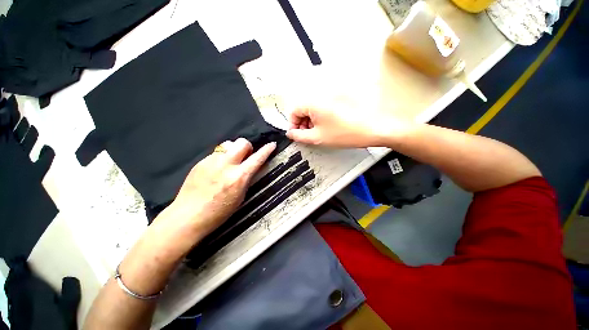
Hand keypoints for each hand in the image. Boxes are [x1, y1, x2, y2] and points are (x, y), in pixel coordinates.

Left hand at [152, 138, 275, 245]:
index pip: (257, 158)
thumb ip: (247, 178)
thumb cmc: (219, 212)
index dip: (267, 150)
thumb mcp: (240, 197)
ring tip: (230, 162)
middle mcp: (226, 165)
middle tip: (246, 156)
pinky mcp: (200, 162)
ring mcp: (211, 161)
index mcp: (239, 177)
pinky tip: (217, 169)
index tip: (272, 145)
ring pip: (228, 144)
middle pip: (242, 142)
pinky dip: (222, 157)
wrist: (188, 217)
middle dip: (247, 147)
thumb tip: (252, 167)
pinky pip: (216, 153)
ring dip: (233, 151)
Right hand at [286, 96, 410, 147]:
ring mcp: (331, 97)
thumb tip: (291, 133)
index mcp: (313, 103)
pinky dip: (320, 118)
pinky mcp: (338, 100)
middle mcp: (320, 96)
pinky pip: (322, 109)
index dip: (292, 124)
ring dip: (310, 122)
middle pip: (303, 109)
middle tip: (306, 136)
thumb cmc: (345, 134)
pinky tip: (326, 128)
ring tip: (317, 133)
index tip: (296, 134)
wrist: (372, 129)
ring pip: (312, 109)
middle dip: (302, 123)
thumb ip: (299, 136)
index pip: (294, 111)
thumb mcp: (317, 138)